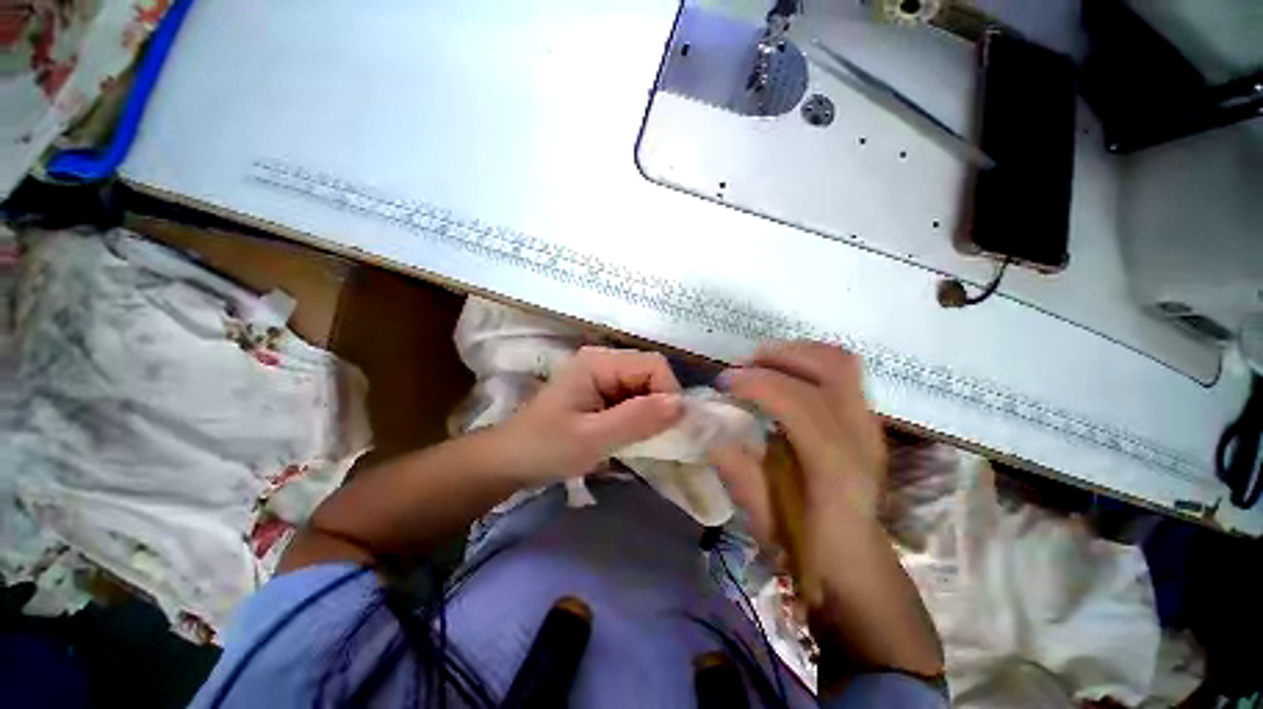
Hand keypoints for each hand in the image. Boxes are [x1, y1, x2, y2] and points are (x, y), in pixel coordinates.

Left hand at [497, 346, 683, 484]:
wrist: (509, 462)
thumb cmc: (545, 447)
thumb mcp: (592, 437)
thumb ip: (637, 419)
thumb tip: (682, 405)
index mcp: (599, 362)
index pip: (654, 365)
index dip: (668, 393)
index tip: (666, 428)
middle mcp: (604, 362)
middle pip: (651, 374)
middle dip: (660, 405)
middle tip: (654, 438)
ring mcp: (603, 377)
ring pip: (646, 388)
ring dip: (651, 414)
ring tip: (642, 439)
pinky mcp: (602, 393)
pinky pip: (634, 399)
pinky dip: (641, 418)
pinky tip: (633, 436)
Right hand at [710, 341, 886, 547]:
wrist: (858, 562)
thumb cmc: (808, 547)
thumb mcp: (763, 517)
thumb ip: (737, 469)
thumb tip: (709, 427)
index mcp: (835, 467)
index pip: (797, 401)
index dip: (755, 383)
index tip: (723, 382)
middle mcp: (861, 435)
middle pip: (829, 367)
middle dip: (779, 356)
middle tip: (743, 366)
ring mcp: (870, 423)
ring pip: (839, 361)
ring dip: (795, 353)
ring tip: (760, 365)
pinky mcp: (868, 418)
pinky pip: (842, 371)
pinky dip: (808, 362)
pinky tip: (783, 376)